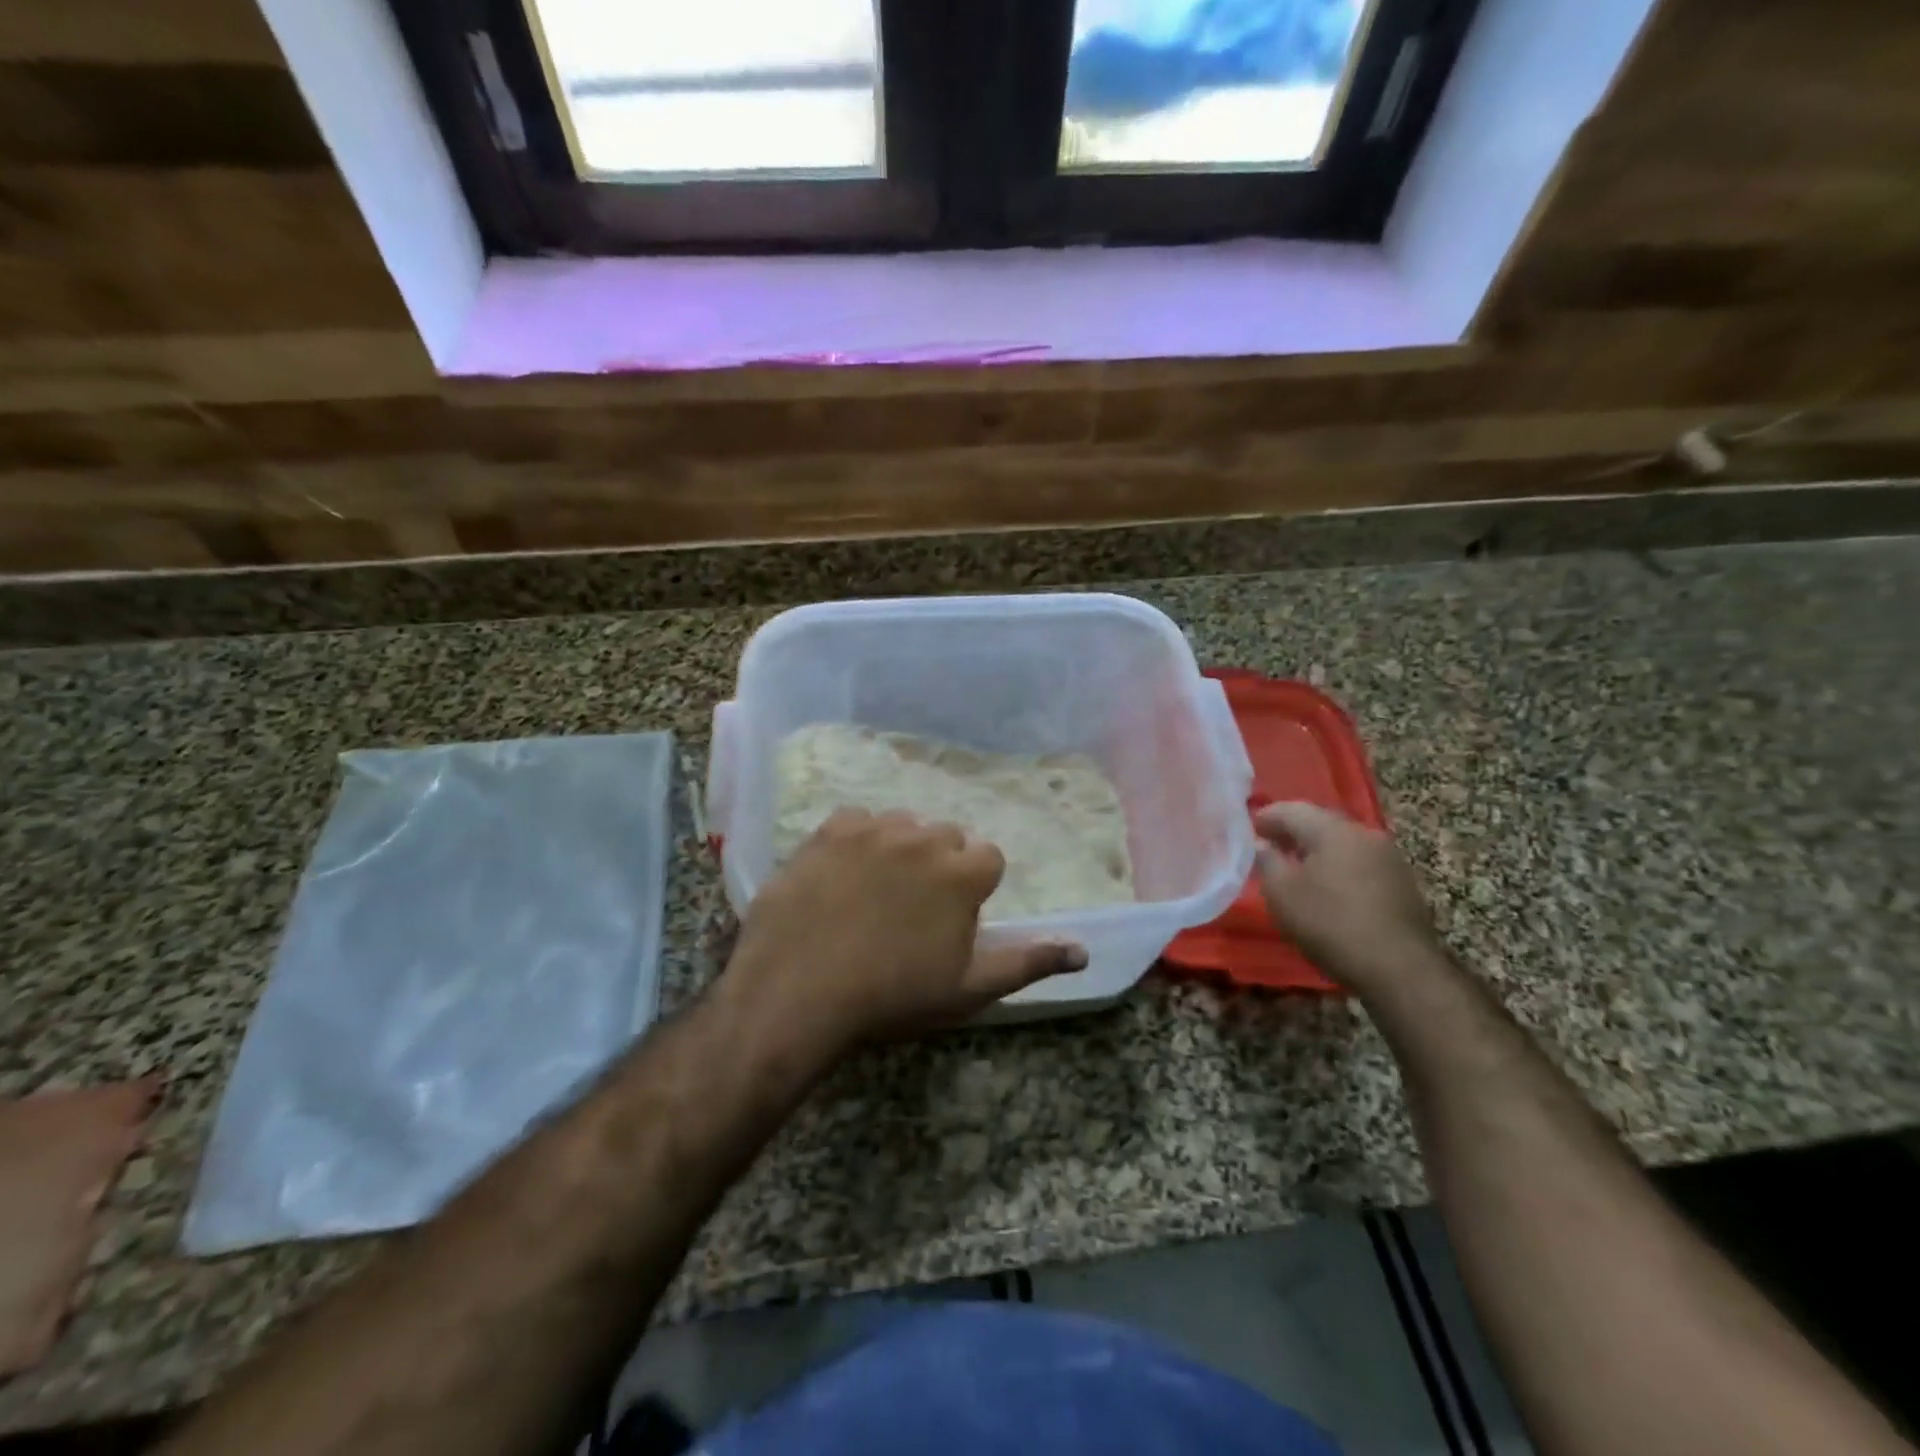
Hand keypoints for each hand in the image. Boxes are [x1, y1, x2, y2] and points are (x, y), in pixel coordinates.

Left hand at [722, 809, 1086, 1051]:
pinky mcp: (828, 832)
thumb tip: (1083, 951)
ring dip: (899, 849)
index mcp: (961, 874)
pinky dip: (857, 840)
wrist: (798, 995)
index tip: (953, 918)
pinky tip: (841, 874)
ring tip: (875, 891)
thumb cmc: (893, 998)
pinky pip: (856, 820)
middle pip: (946, 837)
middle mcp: (922, 839)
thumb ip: (1028, 962)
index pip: (988, 858)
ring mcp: (872, 830)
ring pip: (902, 825)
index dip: (974, 888)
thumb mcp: (969, 989)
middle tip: (913, 909)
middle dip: (939, 865)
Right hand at [1254, 802, 1445, 993]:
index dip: (1266, 817)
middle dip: (1293, 832)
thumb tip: (1262, 843)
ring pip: (1343, 844)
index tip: (1248, 830)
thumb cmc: (1330, 923)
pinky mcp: (1403, 883)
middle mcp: (1364, 834)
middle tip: (1269, 846)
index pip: (1291, 810)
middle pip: (1320, 823)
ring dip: (1317, 851)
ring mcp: (1389, 858)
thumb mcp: (1281, 893)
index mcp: (1333, 830)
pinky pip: (1360, 864)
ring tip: (1296, 869)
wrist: (1399, 969)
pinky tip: (1328, 888)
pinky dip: (1338, 868)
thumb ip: (1267, 861)